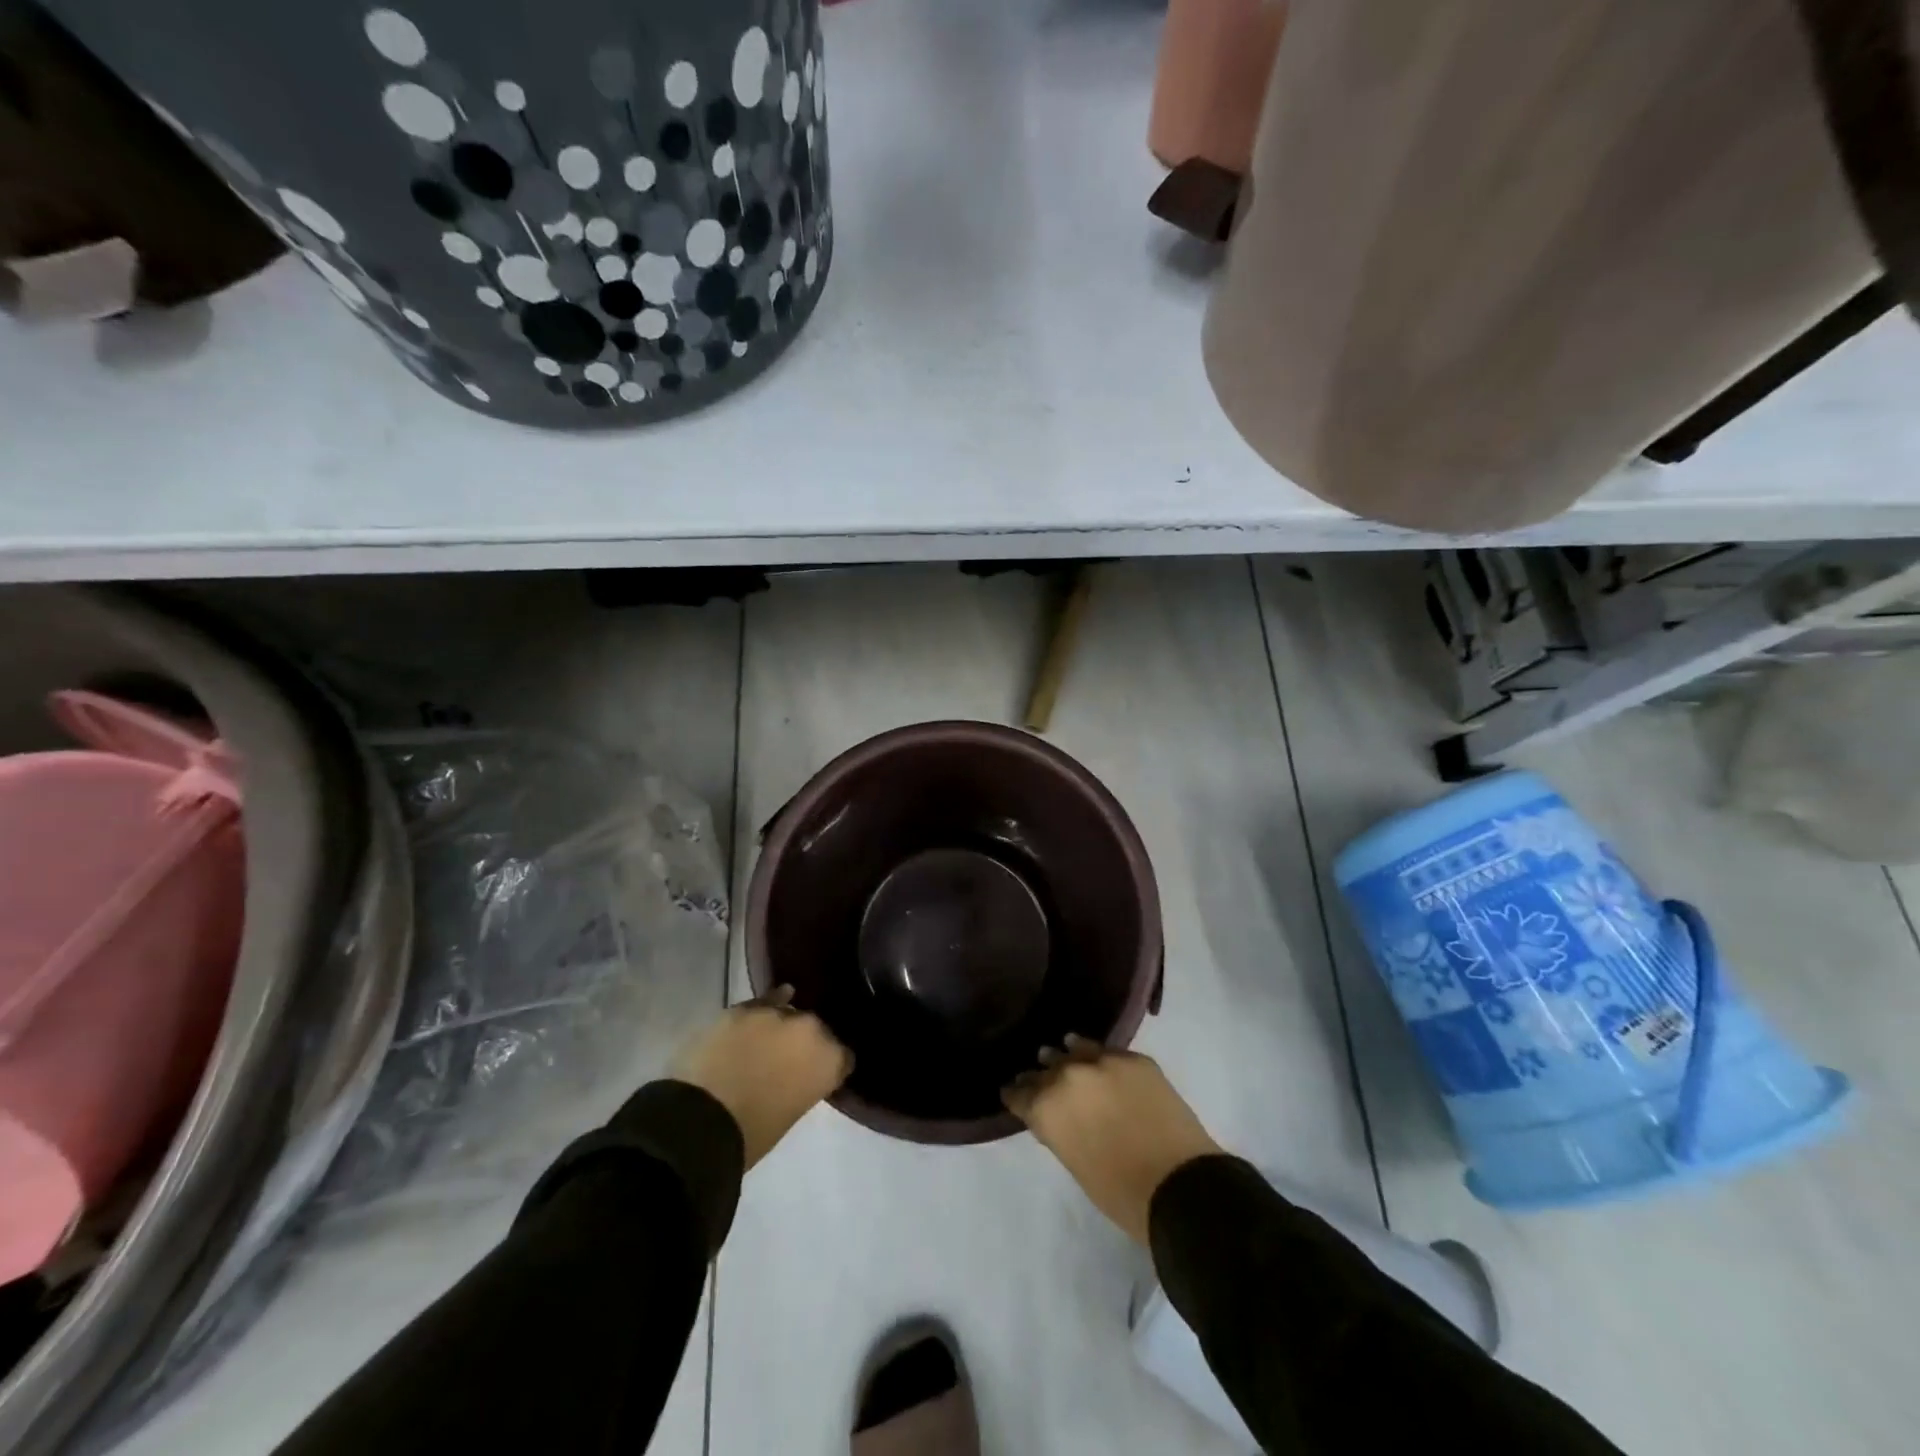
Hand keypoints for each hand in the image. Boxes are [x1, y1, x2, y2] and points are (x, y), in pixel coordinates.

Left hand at [671, 987, 853, 1169]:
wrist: (700, 1121)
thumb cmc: (752, 1134)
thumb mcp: (792, 1112)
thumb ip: (804, 1084)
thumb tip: (796, 1076)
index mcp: (830, 1059)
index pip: (842, 1056)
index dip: (830, 1065)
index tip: (818, 1076)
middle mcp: (810, 1028)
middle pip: (815, 1029)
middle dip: (805, 1042)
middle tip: (789, 1061)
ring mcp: (775, 1013)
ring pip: (787, 1012)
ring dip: (781, 1026)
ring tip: (768, 1041)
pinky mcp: (742, 1008)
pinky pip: (760, 1004)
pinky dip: (760, 1010)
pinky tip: (760, 1013)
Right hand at [1003, 1034, 1221, 1245]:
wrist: (1177, 1184)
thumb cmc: (1119, 1192)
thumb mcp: (1074, 1162)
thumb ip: (1059, 1129)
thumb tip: (1058, 1114)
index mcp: (1047, 1107)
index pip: (1020, 1093)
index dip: (1016, 1094)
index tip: (1013, 1093)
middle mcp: (1068, 1075)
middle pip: (1046, 1068)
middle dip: (1041, 1075)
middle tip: (1037, 1077)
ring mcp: (1103, 1062)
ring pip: (1076, 1048)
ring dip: (1068, 1056)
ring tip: (1065, 1053)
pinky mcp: (1134, 1058)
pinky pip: (1108, 1052)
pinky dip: (1100, 1056)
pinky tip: (1098, 1057)